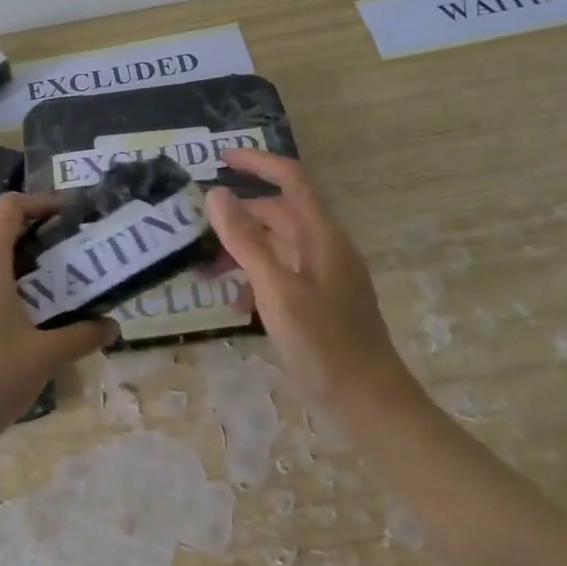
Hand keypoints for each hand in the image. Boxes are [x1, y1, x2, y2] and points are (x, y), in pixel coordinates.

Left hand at [0, 193, 114, 458]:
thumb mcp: (44, 356)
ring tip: (47, 278)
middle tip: (64, 245)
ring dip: (12, 254)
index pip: (8, 208)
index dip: (39, 202)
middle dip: (29, 227)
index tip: (67, 215)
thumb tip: (113, 326)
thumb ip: (81, 335)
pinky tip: (19, 311)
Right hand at [206, 151, 415, 413]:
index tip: (219, 160)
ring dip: (241, 251)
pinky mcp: (321, 301)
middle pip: (278, 214)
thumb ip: (246, 241)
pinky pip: (282, 274)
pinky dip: (256, 278)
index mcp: (321, 236)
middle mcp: (325, 248)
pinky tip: (234, 305)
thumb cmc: (324, 345)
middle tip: (195, 231)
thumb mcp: (276, 290)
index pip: (291, 179)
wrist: (371, 405)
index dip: (257, 163)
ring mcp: (325, 276)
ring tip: (206, 273)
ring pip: (277, 246)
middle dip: (237, 218)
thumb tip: (216, 194)